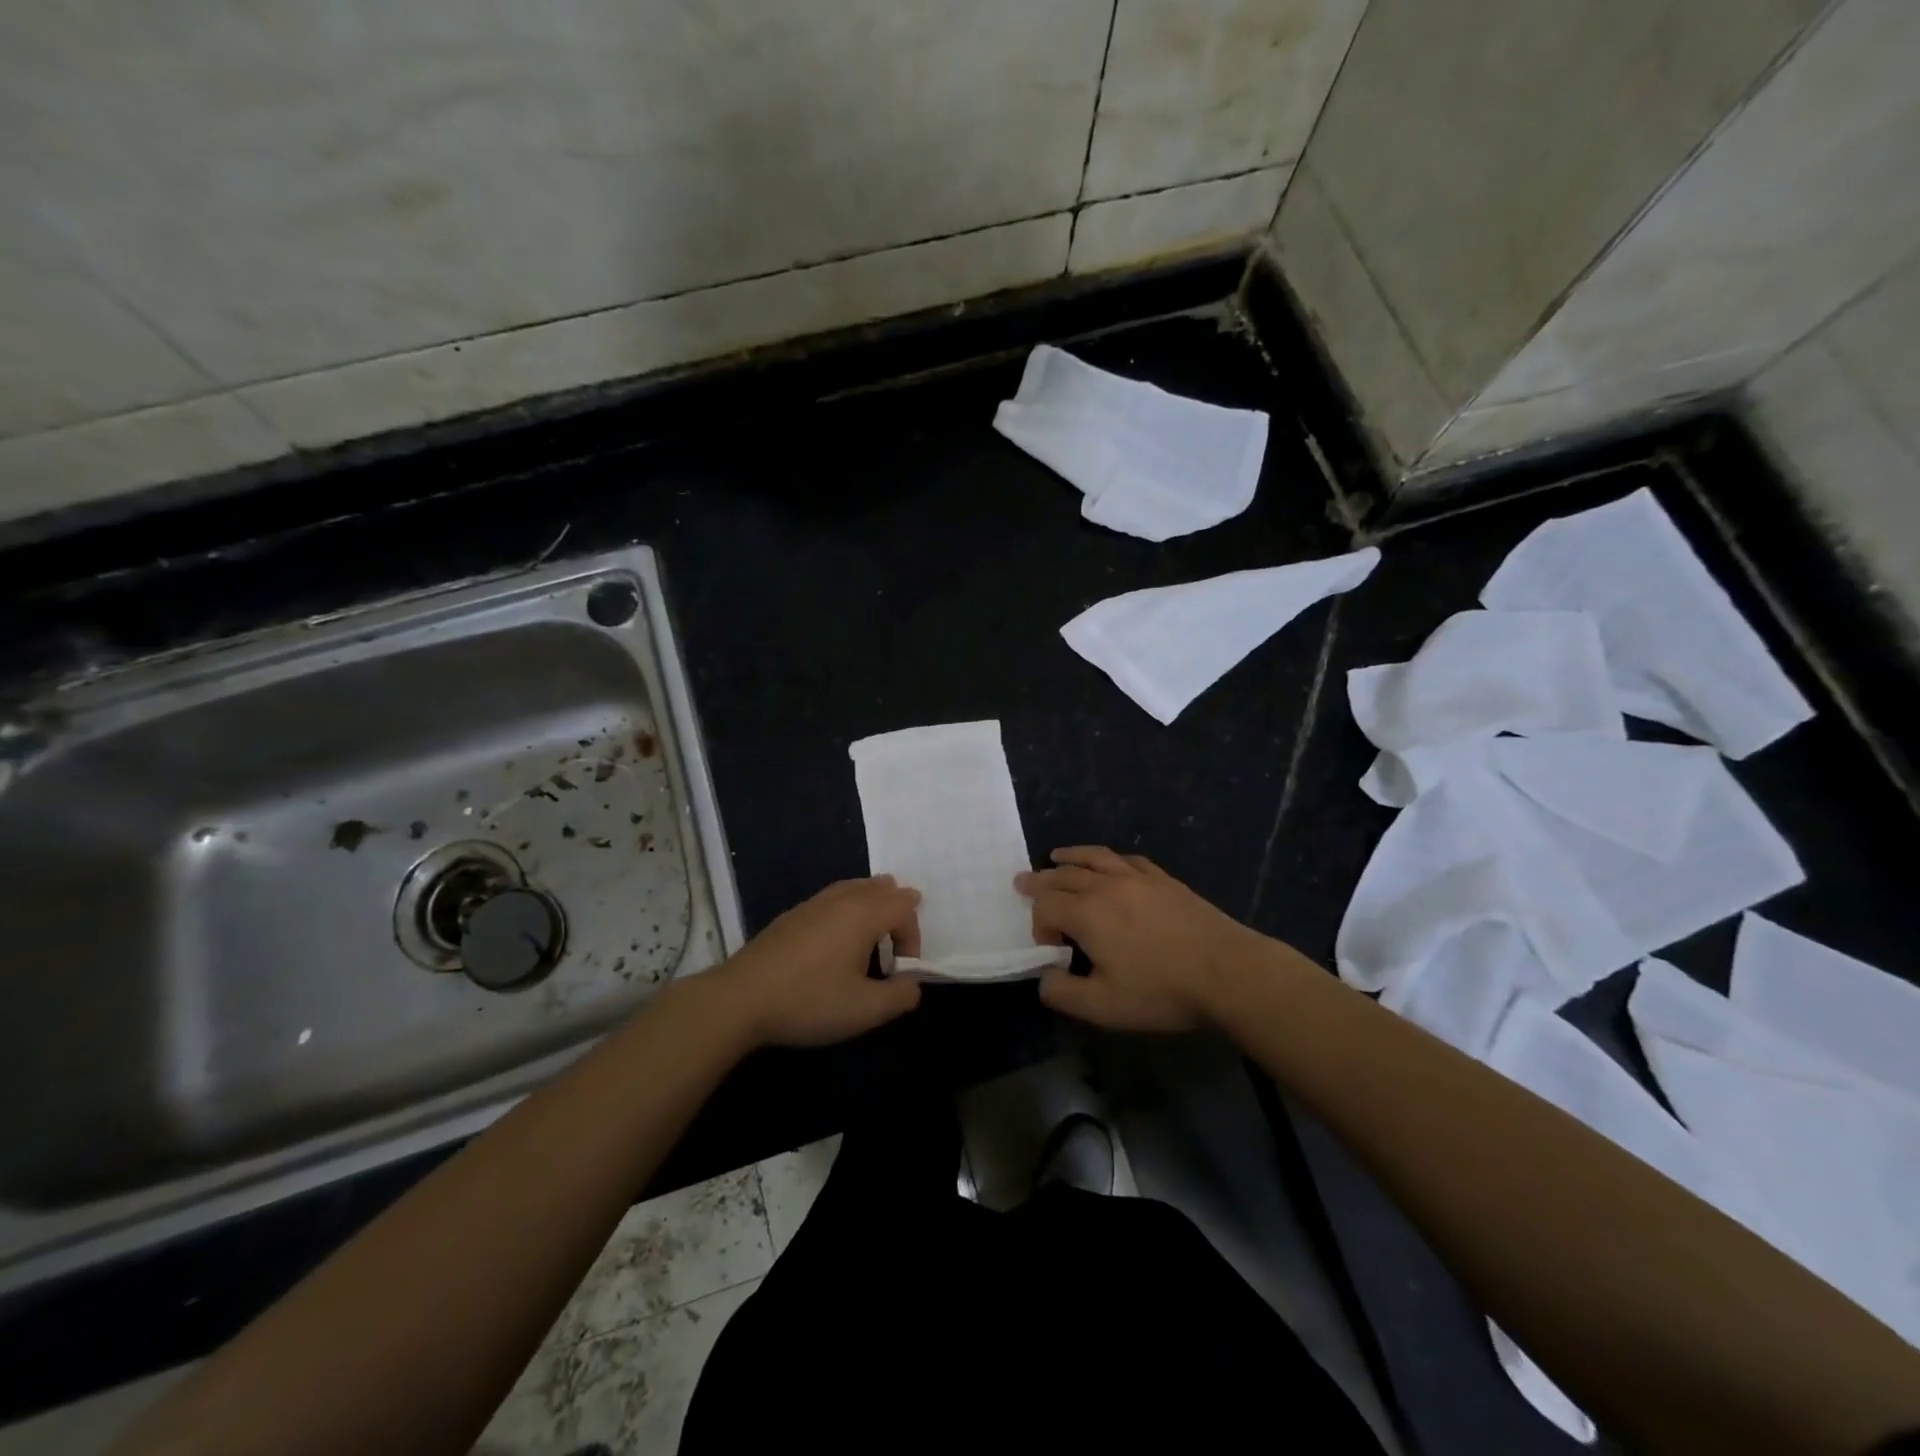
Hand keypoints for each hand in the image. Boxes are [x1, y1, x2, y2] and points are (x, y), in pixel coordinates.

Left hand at [714, 876, 923, 1047]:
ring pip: (855, 889)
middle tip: (892, 946)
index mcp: (863, 913)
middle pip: (881, 887)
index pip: (905, 905)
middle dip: (895, 912)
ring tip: (868, 942)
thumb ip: (900, 996)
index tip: (900, 971)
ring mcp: (812, 903)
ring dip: (871, 910)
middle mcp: (841, 898)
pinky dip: (846, 913)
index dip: (913, 936)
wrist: (740, 999)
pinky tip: (833, 946)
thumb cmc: (809, 1001)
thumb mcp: (865, 1010)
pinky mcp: (791, 916)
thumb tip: (913, 984)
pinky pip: (832, 900)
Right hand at [1017, 847, 1273, 1030]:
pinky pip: (1128, 860)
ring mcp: (1138, 878)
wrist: (1228, 972)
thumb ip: (1063, 993)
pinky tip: (1112, 864)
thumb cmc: (1161, 990)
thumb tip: (1045, 977)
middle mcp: (1106, 886)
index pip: (1046, 906)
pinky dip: (1110, 859)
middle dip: (1041, 881)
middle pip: (1064, 875)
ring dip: (1071, 857)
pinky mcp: (1165, 880)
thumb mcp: (1103, 1007)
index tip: (1052, 949)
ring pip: (1095, 858)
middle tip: (1023, 881)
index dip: (1039, 925)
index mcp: (1087, 913)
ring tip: (1057, 856)